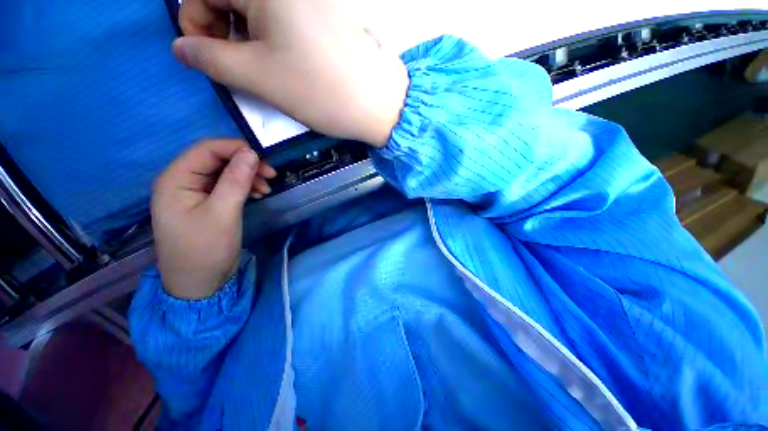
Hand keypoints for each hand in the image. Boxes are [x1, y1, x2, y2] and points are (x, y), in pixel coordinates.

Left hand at [151, 139, 275, 298]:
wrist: (198, 284)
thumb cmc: (205, 250)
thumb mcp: (223, 213)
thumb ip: (236, 181)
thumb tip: (251, 153)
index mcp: (175, 180)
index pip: (206, 150)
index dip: (236, 148)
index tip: (265, 158)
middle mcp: (181, 182)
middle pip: (216, 160)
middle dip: (245, 163)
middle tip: (271, 174)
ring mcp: (194, 193)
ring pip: (224, 172)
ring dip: (247, 176)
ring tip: (266, 187)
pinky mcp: (206, 204)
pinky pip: (226, 186)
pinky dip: (244, 187)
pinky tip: (258, 193)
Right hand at [173, 0, 408, 146]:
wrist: (378, 104)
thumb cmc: (320, 91)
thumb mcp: (257, 76)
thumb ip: (210, 58)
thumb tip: (182, 47)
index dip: (195, 19)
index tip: (203, 53)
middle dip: (222, 28)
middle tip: (234, 66)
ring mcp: (314, 1)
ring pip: (261, 10)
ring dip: (249, 36)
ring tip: (262, 70)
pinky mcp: (328, 16)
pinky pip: (286, 19)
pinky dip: (274, 38)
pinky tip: (285, 62)